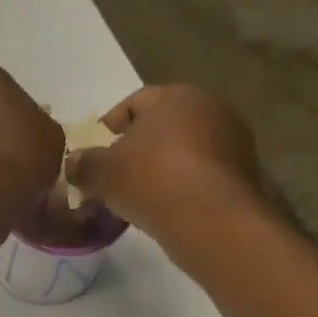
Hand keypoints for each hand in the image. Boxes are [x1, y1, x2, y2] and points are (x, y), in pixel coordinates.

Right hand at [65, 84, 277, 241]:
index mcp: (177, 96)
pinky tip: (166, 209)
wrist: (211, 220)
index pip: (134, 103)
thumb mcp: (102, 172)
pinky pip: (202, 175)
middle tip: (115, 175)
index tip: (94, 151)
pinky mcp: (244, 175)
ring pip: (184, 152)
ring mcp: (234, 142)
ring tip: (139, 197)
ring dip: (162, 169)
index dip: (109, 127)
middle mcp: (212, 108)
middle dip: (137, 149)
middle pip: (163, 126)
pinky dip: (183, 187)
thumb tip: (73, 163)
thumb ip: (83, 164)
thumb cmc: (151, 180)